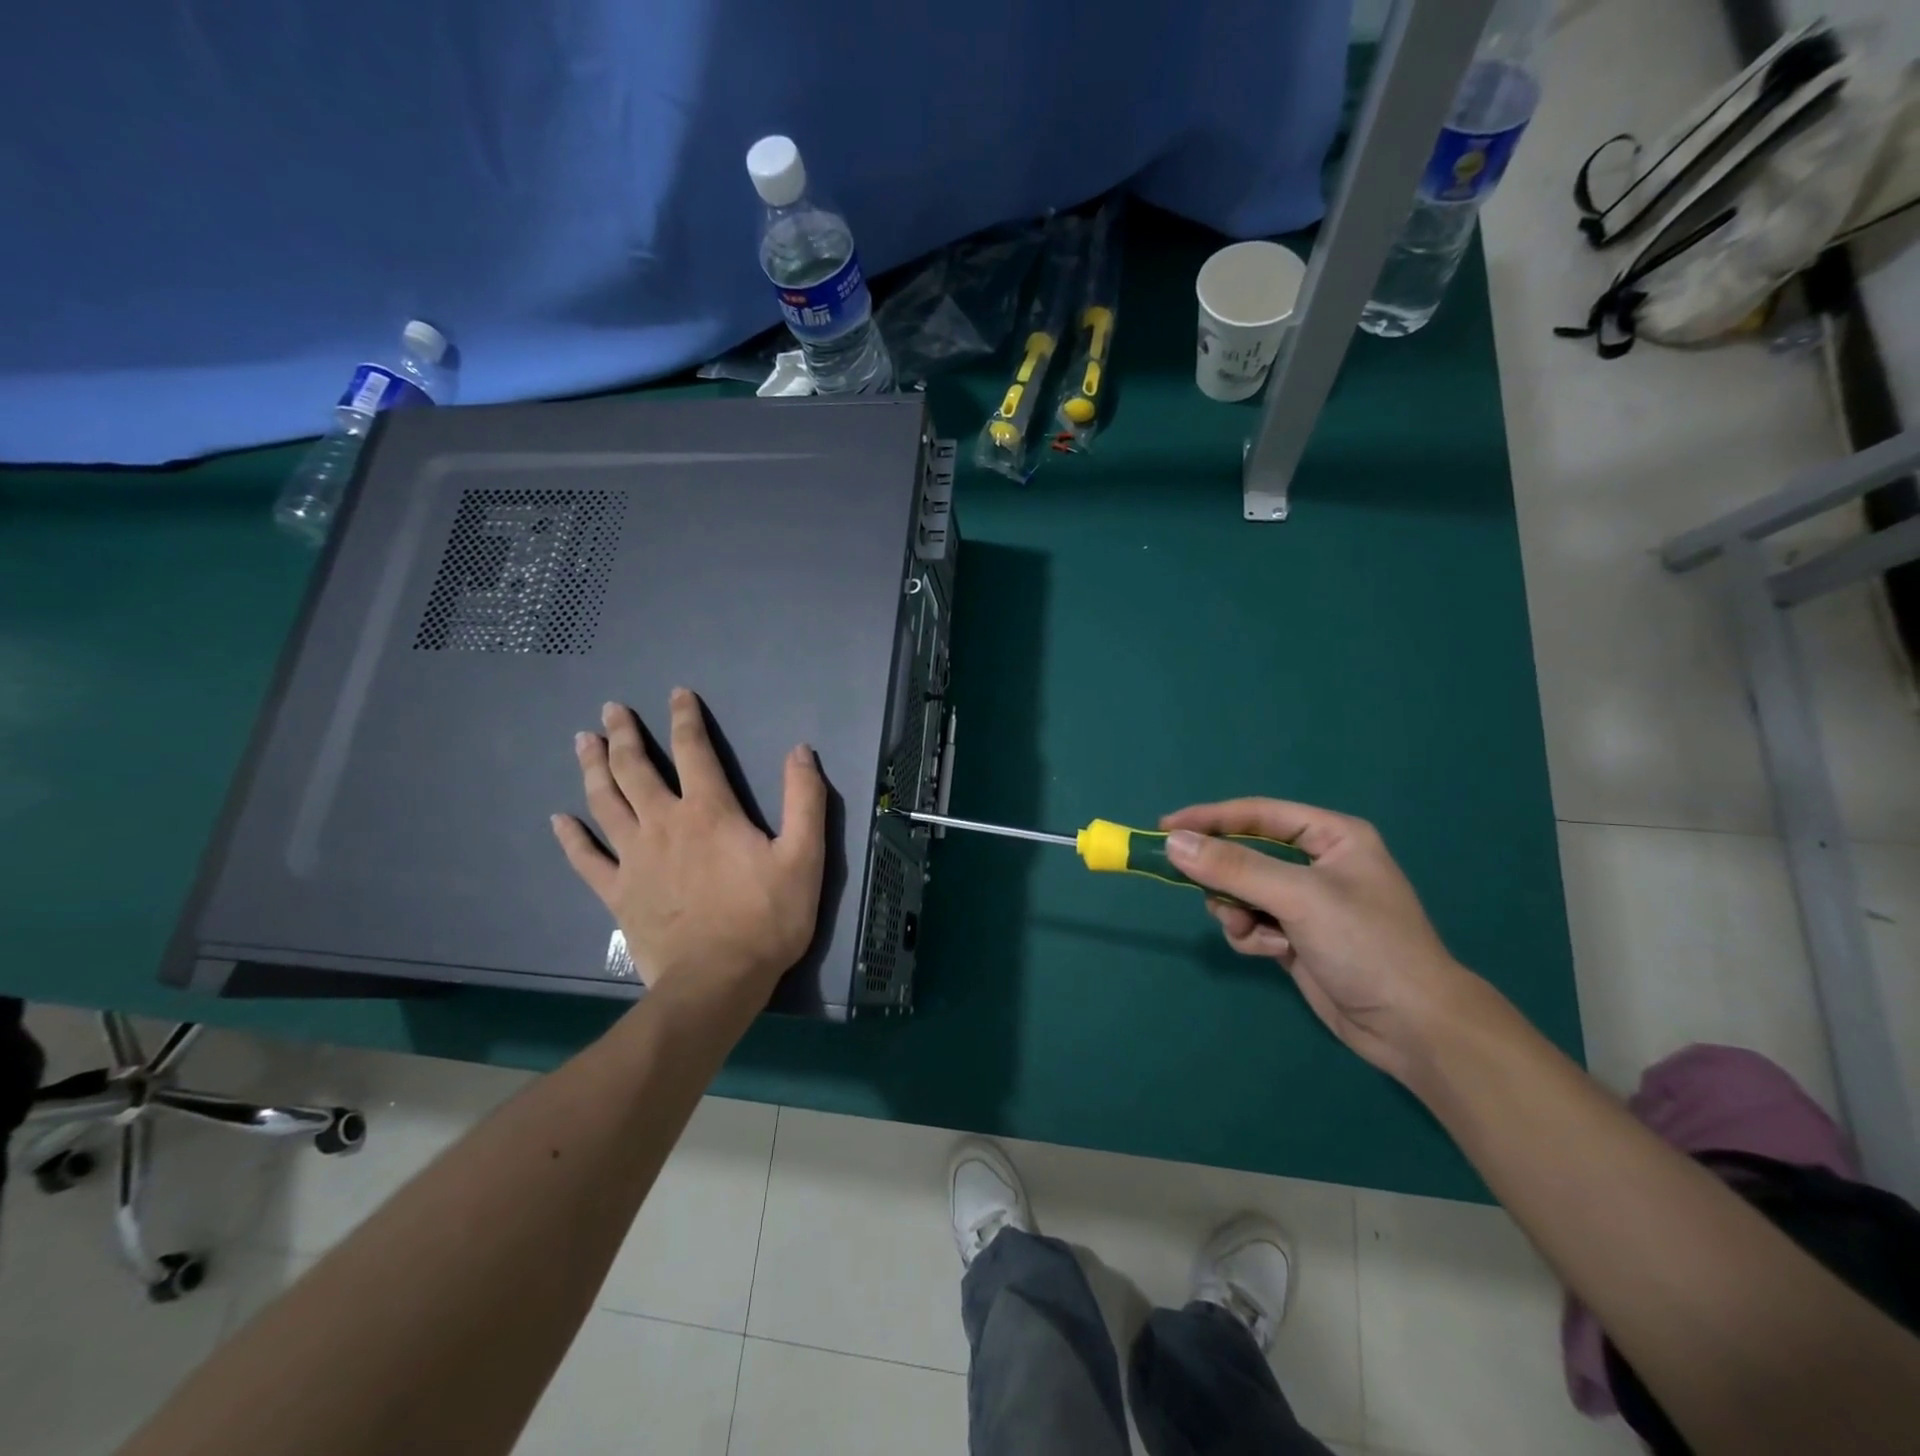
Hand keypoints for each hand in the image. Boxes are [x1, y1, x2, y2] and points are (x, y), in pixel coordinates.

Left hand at [552, 690, 826, 1010]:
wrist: (716, 982)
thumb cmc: (766, 918)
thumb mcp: (804, 857)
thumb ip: (805, 800)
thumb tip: (801, 751)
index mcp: (709, 811)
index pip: (694, 750)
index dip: (685, 718)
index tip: (676, 693)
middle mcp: (664, 823)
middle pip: (636, 769)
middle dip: (624, 735)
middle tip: (610, 709)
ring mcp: (634, 858)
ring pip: (606, 802)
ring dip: (593, 768)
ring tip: (582, 741)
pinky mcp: (618, 893)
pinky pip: (587, 859)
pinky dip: (571, 837)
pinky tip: (559, 819)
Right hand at [1161, 799, 1475, 1081]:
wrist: (1413, 1028)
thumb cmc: (1366, 945)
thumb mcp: (1298, 898)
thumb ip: (1234, 867)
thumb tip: (1173, 842)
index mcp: (1331, 836)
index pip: (1257, 814)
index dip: (1210, 818)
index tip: (1165, 828)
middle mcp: (1317, 863)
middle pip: (1245, 854)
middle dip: (1226, 878)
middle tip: (1204, 891)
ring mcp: (1306, 902)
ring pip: (1241, 891)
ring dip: (1236, 911)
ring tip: (1253, 932)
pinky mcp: (1296, 936)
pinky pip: (1251, 921)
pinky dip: (1251, 935)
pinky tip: (1273, 952)